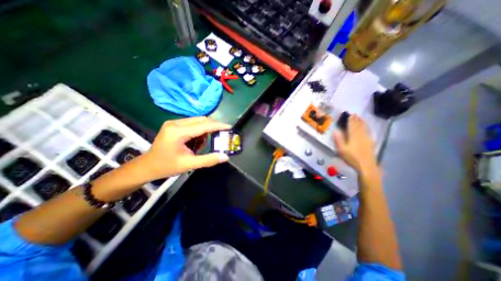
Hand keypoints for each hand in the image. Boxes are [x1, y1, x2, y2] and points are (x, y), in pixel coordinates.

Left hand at [141, 117, 230, 179]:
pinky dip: (199, 132)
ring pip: (198, 121)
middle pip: (201, 120)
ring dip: (205, 131)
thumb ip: (208, 160)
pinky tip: (195, 143)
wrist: (147, 166)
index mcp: (177, 132)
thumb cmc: (166, 166)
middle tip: (221, 136)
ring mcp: (174, 123)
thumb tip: (225, 157)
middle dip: (213, 127)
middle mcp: (176, 123)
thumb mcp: (189, 164)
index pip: (203, 125)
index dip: (218, 126)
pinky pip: (192, 124)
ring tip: (200, 146)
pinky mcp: (174, 125)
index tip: (230, 127)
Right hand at [334, 114, 377, 172]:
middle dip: (356, 120)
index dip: (350, 121)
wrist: (366, 166)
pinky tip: (367, 127)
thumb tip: (335, 131)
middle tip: (355, 114)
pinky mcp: (370, 143)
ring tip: (360, 118)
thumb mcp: (342, 150)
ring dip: (362, 122)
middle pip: (358, 126)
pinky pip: (368, 132)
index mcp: (353, 137)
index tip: (349, 115)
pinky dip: (367, 128)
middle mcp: (360, 136)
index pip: (351, 127)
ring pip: (364, 128)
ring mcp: (367, 139)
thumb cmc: (352, 158)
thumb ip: (338, 140)